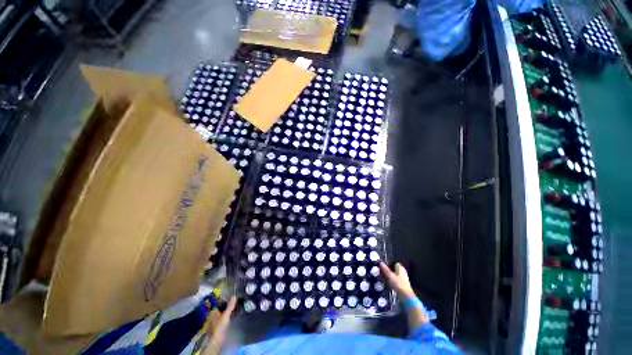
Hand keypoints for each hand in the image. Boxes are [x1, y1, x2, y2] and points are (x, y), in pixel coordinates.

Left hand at [202, 296, 236, 354]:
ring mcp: (219, 320)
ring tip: (240, 304)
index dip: (226, 299)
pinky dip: (232, 314)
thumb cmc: (219, 327)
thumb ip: (230, 306)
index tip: (234, 295)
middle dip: (230, 304)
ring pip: (226, 312)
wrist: (217, 341)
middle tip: (238, 299)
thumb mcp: (225, 316)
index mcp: (213, 312)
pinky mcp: (222, 325)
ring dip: (232, 309)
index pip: (220, 303)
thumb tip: (234, 295)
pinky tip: (237, 312)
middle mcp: (215, 315)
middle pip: (223, 307)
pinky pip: (228, 317)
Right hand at [380, 262, 414, 297]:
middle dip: (387, 270)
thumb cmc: (398, 284)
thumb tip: (380, 262)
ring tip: (382, 278)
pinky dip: (391, 281)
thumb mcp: (390, 276)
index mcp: (401, 268)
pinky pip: (395, 280)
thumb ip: (385, 269)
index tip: (382, 266)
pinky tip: (387, 283)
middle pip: (393, 269)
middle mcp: (402, 272)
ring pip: (394, 275)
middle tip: (381, 272)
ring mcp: (403, 279)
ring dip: (388, 276)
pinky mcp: (402, 285)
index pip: (393, 262)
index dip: (388, 264)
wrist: (406, 297)